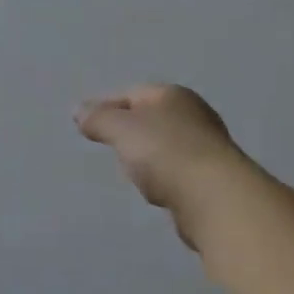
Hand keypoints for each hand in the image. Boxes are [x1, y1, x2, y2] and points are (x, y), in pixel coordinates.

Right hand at [75, 84, 254, 245]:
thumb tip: (78, 110)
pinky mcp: (213, 179)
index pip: (131, 93)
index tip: (87, 125)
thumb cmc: (165, 152)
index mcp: (172, 95)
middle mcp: (194, 114)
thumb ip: (98, 118)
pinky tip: (158, 192)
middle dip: (129, 131)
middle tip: (110, 146)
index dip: (106, 106)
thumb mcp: (121, 129)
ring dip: (148, 157)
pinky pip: (178, 172)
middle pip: (151, 118)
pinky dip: (165, 178)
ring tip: (133, 173)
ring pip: (165, 146)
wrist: (216, 199)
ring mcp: (207, 147)